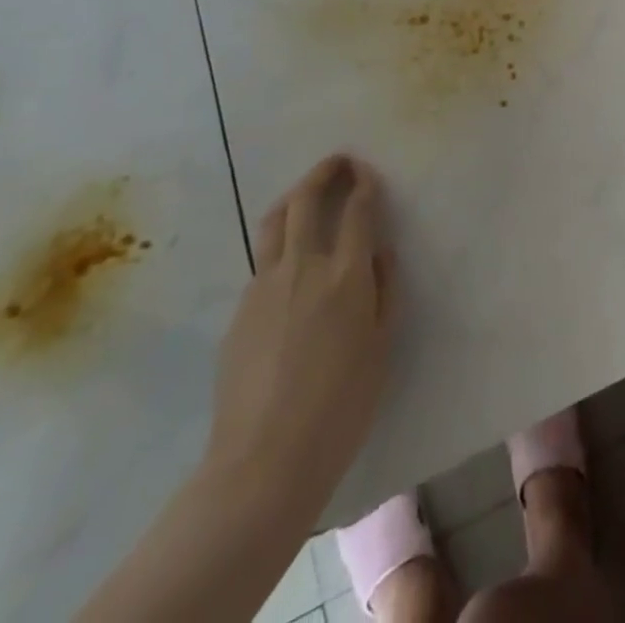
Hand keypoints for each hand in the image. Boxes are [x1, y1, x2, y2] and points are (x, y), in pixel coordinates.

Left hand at [204, 155, 395, 510]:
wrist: (264, 462)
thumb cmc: (341, 406)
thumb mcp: (382, 345)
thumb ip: (385, 289)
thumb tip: (380, 251)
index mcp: (345, 275)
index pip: (357, 210)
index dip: (365, 184)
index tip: (369, 173)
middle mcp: (302, 267)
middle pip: (306, 200)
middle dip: (324, 172)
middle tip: (339, 162)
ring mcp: (263, 287)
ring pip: (275, 222)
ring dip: (295, 198)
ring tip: (308, 194)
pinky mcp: (239, 311)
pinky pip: (263, 263)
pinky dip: (281, 247)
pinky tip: (291, 268)